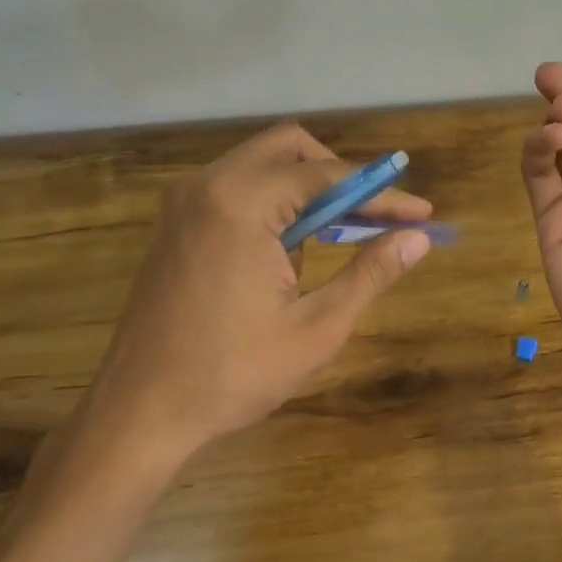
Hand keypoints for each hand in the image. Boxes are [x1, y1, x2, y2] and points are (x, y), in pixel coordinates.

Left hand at [77, 122, 432, 472]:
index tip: (422, 215)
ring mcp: (184, 204)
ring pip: (261, 167)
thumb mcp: (317, 327)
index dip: (382, 193)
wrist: (139, 413)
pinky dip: (275, 206)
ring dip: (308, 191)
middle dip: (342, 176)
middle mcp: (207, 186)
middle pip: (290, 149)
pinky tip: (295, 252)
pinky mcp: (175, 226)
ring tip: (345, 237)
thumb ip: (370, 273)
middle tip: (377, 217)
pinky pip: (236, 191)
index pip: (328, 176)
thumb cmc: (233, 373)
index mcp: (241, 202)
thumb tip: (419, 239)